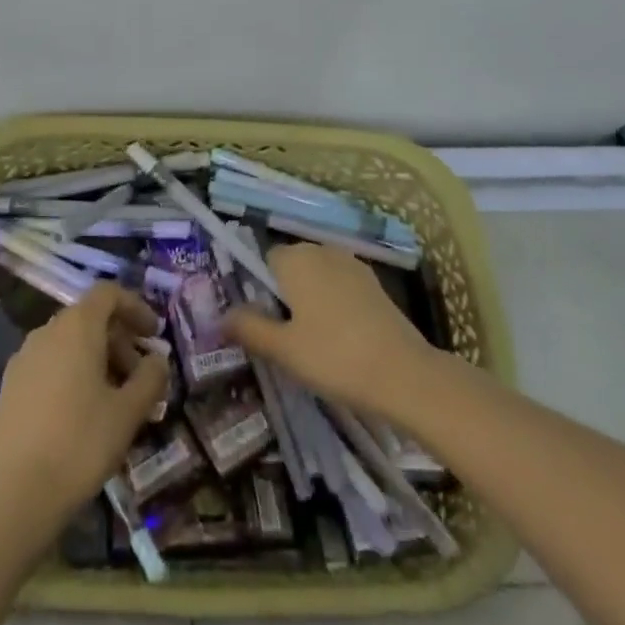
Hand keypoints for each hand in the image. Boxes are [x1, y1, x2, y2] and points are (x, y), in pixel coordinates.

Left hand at [0, 283, 169, 529]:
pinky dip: (73, 373)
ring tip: (115, 398)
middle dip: (119, 340)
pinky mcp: (10, 386)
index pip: (108, 293)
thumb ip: (150, 378)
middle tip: (140, 376)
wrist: (14, 495)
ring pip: (69, 343)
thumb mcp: (128, 413)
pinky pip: (50, 363)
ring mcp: (24, 358)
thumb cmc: (80, 444)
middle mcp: (47, 331)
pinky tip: (83, 412)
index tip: (153, 333)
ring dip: (97, 358)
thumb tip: (158, 359)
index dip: (135, 306)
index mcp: (77, 327)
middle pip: (89, 318)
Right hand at [224, 243, 439, 419]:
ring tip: (314, 343)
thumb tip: (221, 316)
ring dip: (312, 300)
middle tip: (287, 339)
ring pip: (319, 277)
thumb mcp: (283, 349)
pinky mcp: (375, 284)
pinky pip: (341, 287)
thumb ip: (249, 328)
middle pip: (292, 266)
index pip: (265, 261)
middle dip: (286, 295)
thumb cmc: (334, 357)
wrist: (404, 373)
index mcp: (296, 259)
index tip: (266, 324)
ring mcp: (352, 265)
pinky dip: (336, 306)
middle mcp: (322, 251)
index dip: (261, 290)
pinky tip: (342, 340)